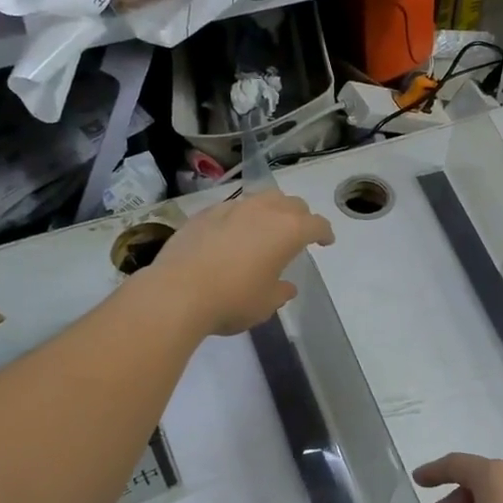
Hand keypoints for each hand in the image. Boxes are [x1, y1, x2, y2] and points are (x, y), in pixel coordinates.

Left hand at [148, 190, 334, 335]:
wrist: (177, 293)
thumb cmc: (232, 300)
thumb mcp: (265, 304)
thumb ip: (280, 291)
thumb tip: (286, 286)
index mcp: (287, 231)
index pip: (316, 224)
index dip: (324, 232)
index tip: (326, 241)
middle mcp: (263, 211)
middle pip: (291, 203)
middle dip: (300, 216)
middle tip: (298, 234)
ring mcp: (231, 208)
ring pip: (260, 199)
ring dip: (270, 211)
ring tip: (266, 228)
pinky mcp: (204, 214)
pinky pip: (231, 208)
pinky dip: (240, 218)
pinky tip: (232, 235)